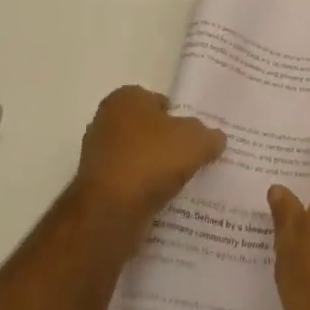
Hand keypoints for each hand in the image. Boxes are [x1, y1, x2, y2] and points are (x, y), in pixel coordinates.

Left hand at [74, 86, 225, 239]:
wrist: (110, 211)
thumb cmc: (151, 159)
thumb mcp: (196, 141)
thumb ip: (209, 136)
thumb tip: (215, 139)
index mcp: (125, 98)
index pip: (159, 101)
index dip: (180, 117)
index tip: (197, 136)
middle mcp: (105, 121)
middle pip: (147, 129)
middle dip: (166, 143)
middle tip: (193, 158)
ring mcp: (97, 155)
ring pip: (137, 158)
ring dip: (154, 169)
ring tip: (181, 183)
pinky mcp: (95, 187)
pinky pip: (128, 183)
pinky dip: (142, 190)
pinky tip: (161, 201)